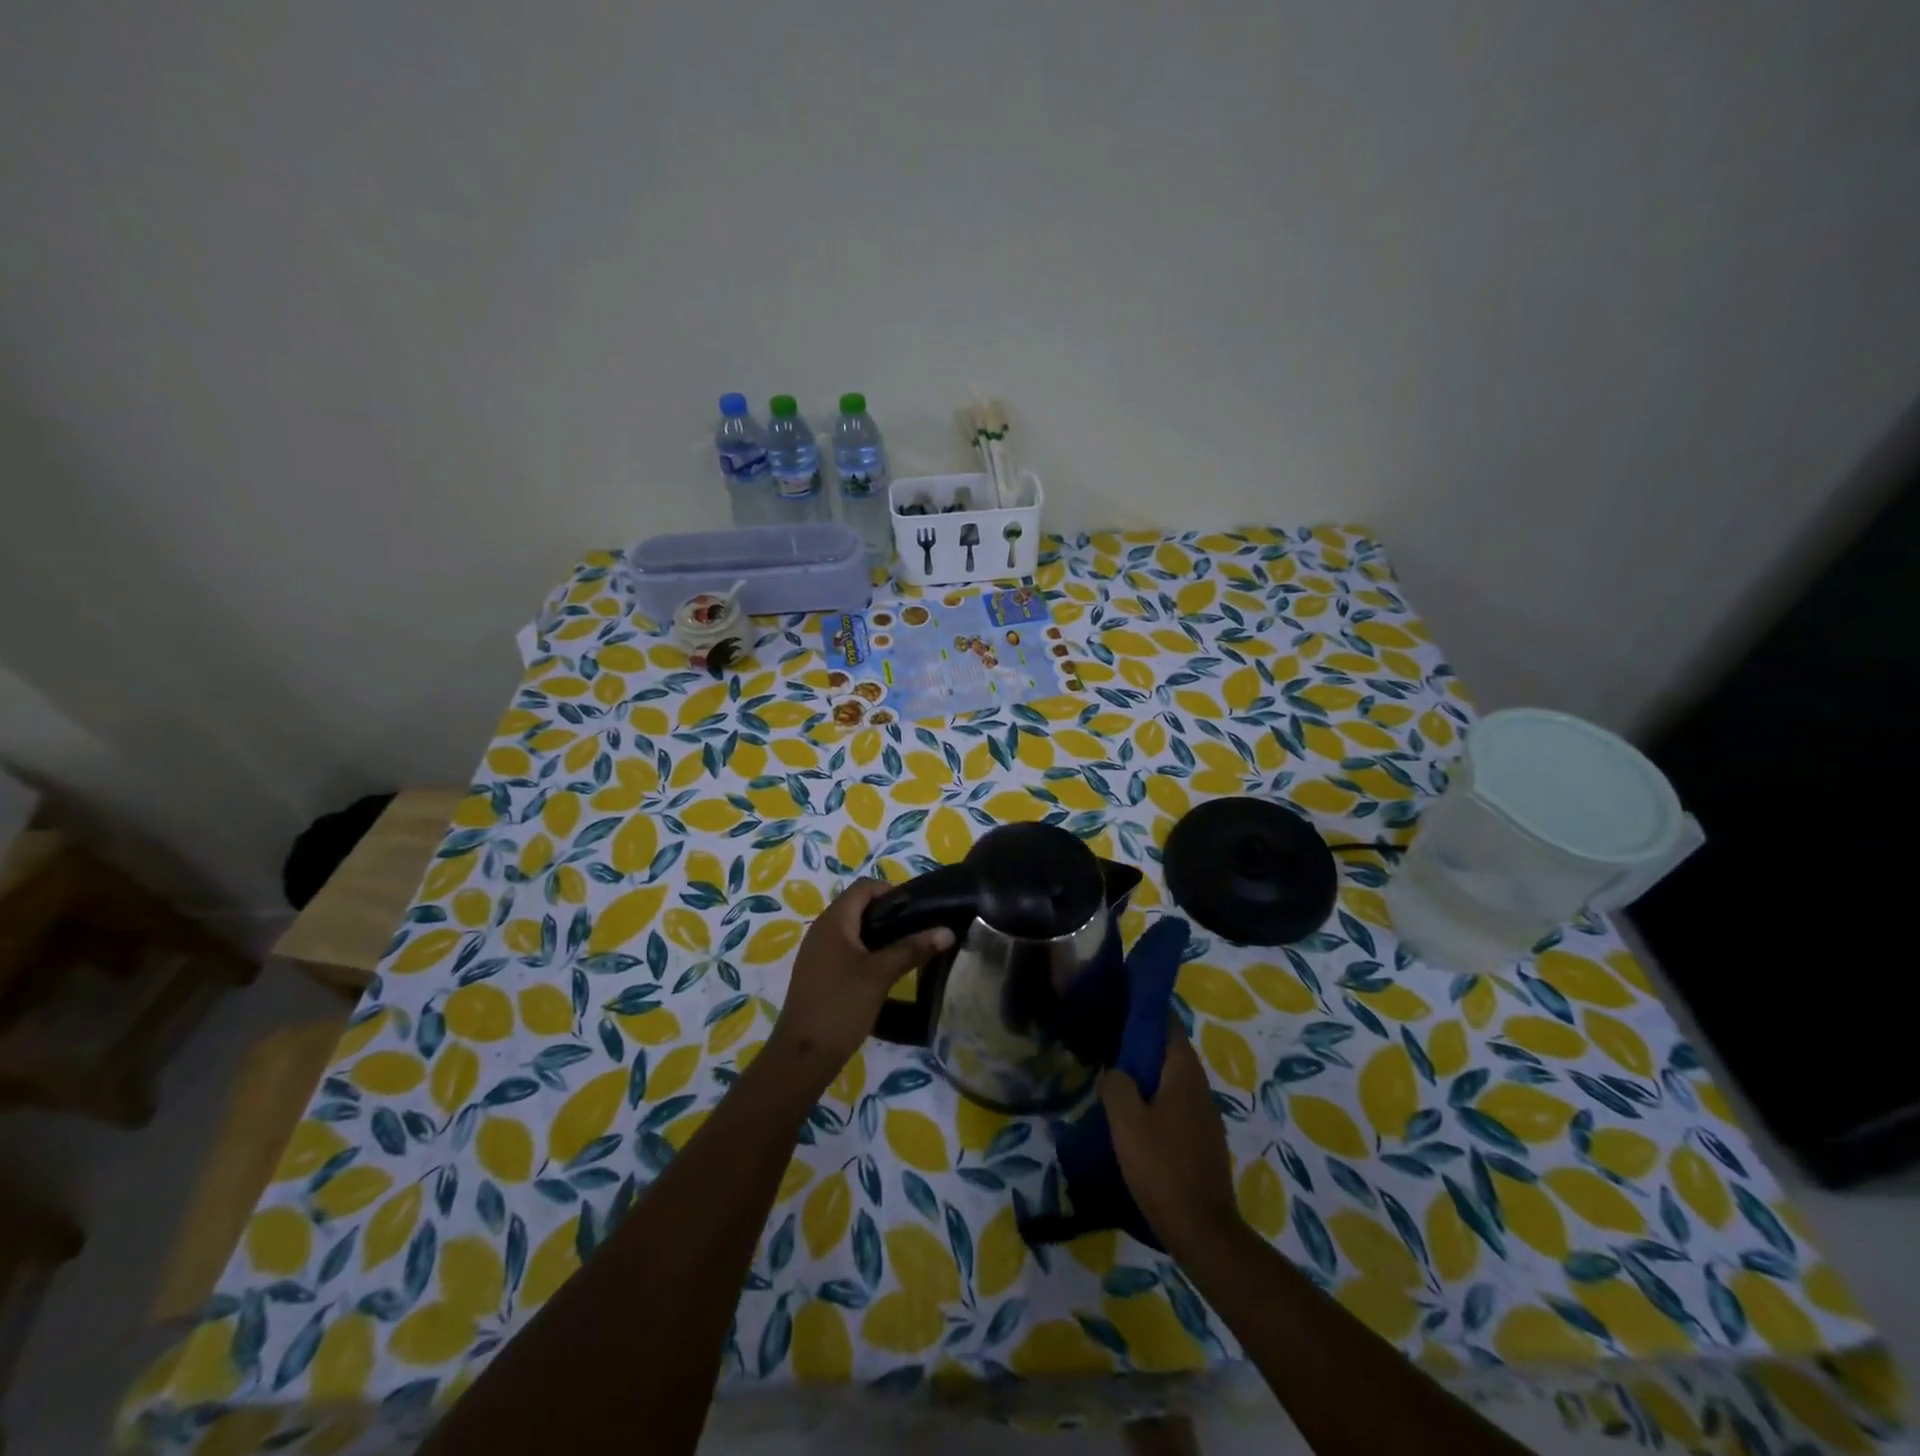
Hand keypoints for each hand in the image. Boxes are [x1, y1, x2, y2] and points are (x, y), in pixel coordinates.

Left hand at [770, 879, 952, 1079]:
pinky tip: (883, 972)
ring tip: (905, 951)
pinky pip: (845, 949)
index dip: (891, 891)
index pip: (864, 887)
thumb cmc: (841, 1005)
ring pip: (852, 930)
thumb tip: (947, 931)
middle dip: (889, 914)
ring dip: (878, 935)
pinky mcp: (817, 973)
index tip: (916, 911)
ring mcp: (817, 952)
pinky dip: (866, 952)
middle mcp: (821, 929)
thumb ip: (912, 949)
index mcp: (834, 920)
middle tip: (916, 932)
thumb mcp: (881, 974)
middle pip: (858, 906)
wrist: (802, 1055)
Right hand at [1100, 1026, 1240, 1252]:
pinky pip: (1177, 1105)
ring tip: (1116, 1080)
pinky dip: (1157, 1100)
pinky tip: (1135, 1118)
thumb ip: (1116, 1085)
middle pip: (1171, 1052)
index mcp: (1184, 1074)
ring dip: (1148, 1076)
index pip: (1168, 1026)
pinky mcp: (1204, 1141)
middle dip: (1142, 1045)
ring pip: (1173, 1081)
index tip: (1119, 1008)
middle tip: (1108, 1045)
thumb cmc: (1162, 1167)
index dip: (1145, 1013)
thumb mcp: (1126, 1122)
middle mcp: (1200, 1087)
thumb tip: (1115, 1071)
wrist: (1202, 1230)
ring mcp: (1206, 1116)